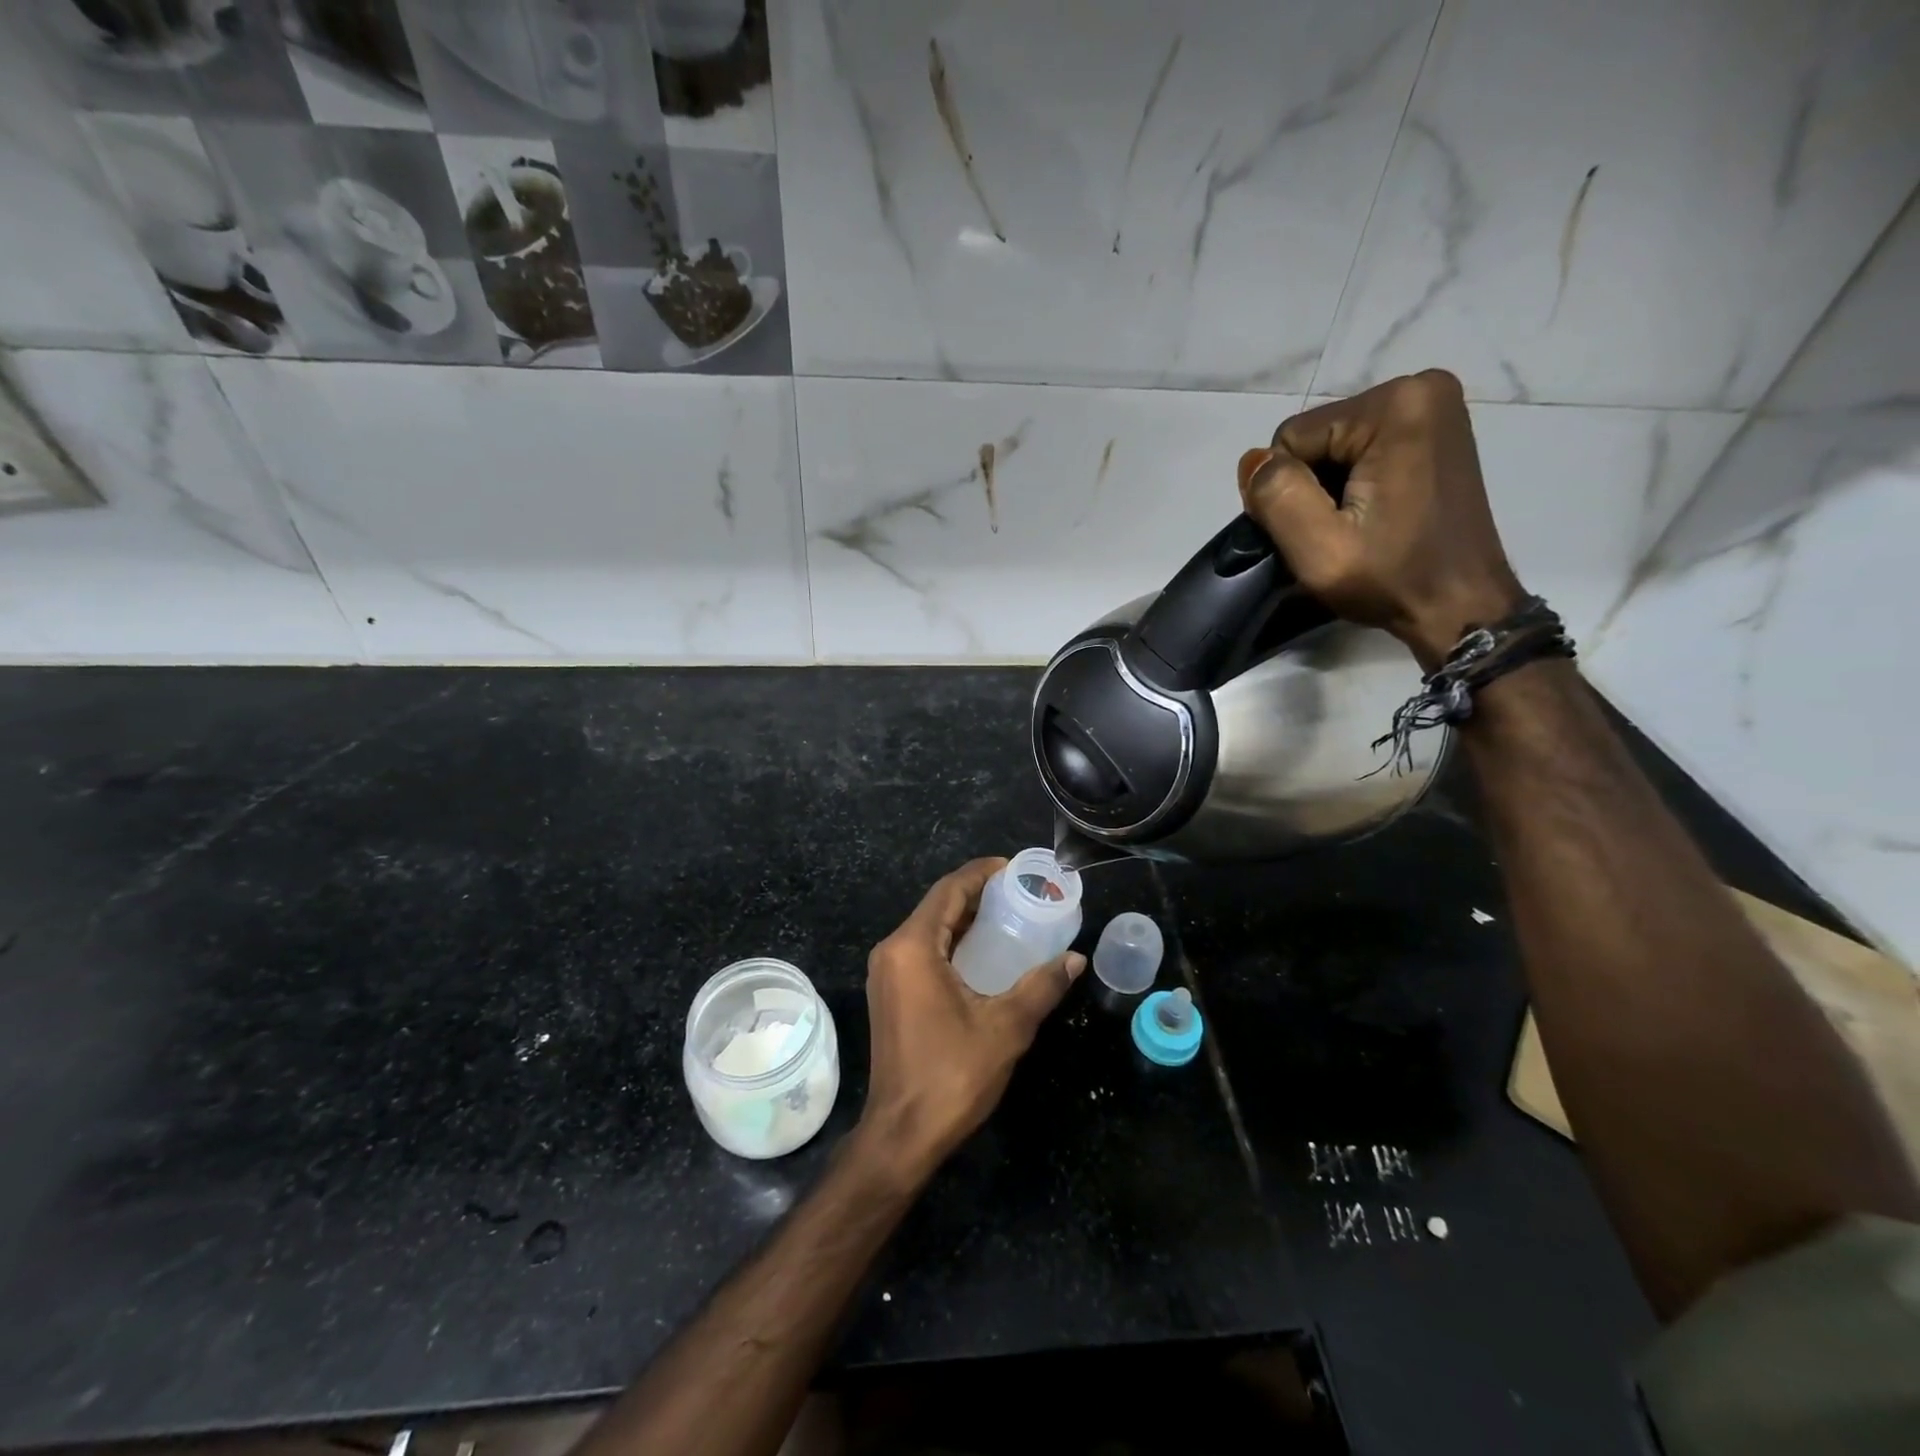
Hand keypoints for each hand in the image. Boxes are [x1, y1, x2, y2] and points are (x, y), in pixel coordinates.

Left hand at [857, 857, 1085, 1179]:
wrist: (902, 1134)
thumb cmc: (952, 1074)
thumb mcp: (1006, 1026)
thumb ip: (1042, 986)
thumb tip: (1074, 959)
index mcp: (913, 947)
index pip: (949, 889)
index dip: (983, 873)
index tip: (1016, 869)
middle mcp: (892, 950)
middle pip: (938, 905)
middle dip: (978, 894)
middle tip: (1021, 893)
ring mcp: (886, 973)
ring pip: (929, 928)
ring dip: (965, 918)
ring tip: (1009, 916)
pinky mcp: (889, 993)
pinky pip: (922, 950)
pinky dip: (953, 942)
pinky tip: (984, 952)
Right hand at [1238, 370, 1525, 669]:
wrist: (1461, 607)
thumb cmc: (1392, 579)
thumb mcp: (1318, 549)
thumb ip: (1276, 496)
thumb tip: (1252, 461)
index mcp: (1395, 405)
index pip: (1291, 438)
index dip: (1287, 491)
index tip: (1314, 532)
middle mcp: (1420, 387)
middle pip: (1315, 437)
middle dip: (1311, 486)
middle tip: (1335, 533)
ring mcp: (1433, 407)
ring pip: (1334, 446)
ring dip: (1330, 488)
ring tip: (1354, 527)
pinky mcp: (1435, 431)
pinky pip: (1362, 450)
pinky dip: (1354, 483)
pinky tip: (1370, 515)